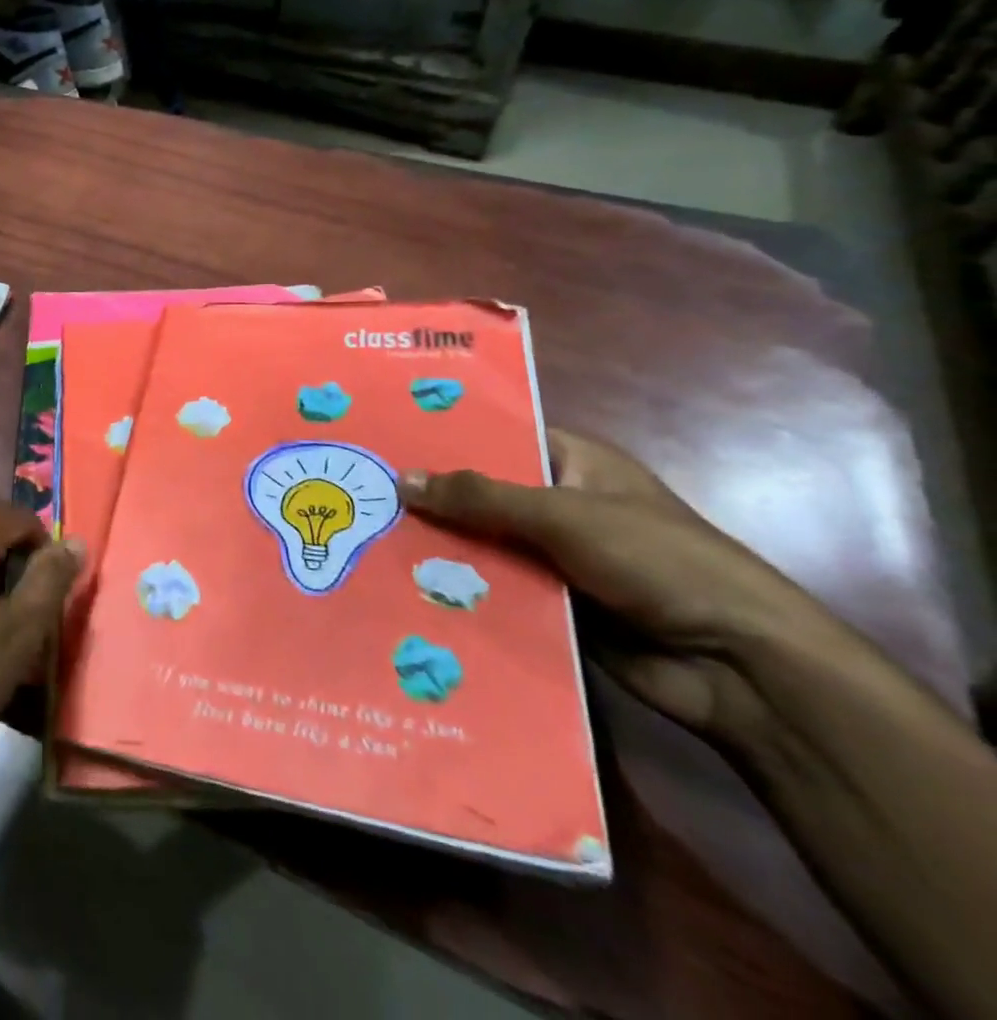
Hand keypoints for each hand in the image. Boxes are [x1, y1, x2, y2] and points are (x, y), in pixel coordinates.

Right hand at [402, 430, 832, 738]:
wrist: (740, 667)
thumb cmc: (659, 562)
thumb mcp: (563, 515)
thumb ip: (480, 497)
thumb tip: (402, 478)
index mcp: (575, 463)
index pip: (499, 437)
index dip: (446, 436)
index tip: (385, 437)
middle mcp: (562, 504)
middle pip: (483, 494)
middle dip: (432, 497)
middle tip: (363, 491)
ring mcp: (557, 557)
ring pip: (484, 544)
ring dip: (441, 547)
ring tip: (370, 537)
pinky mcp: (554, 605)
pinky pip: (495, 589)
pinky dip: (461, 589)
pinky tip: (406, 586)